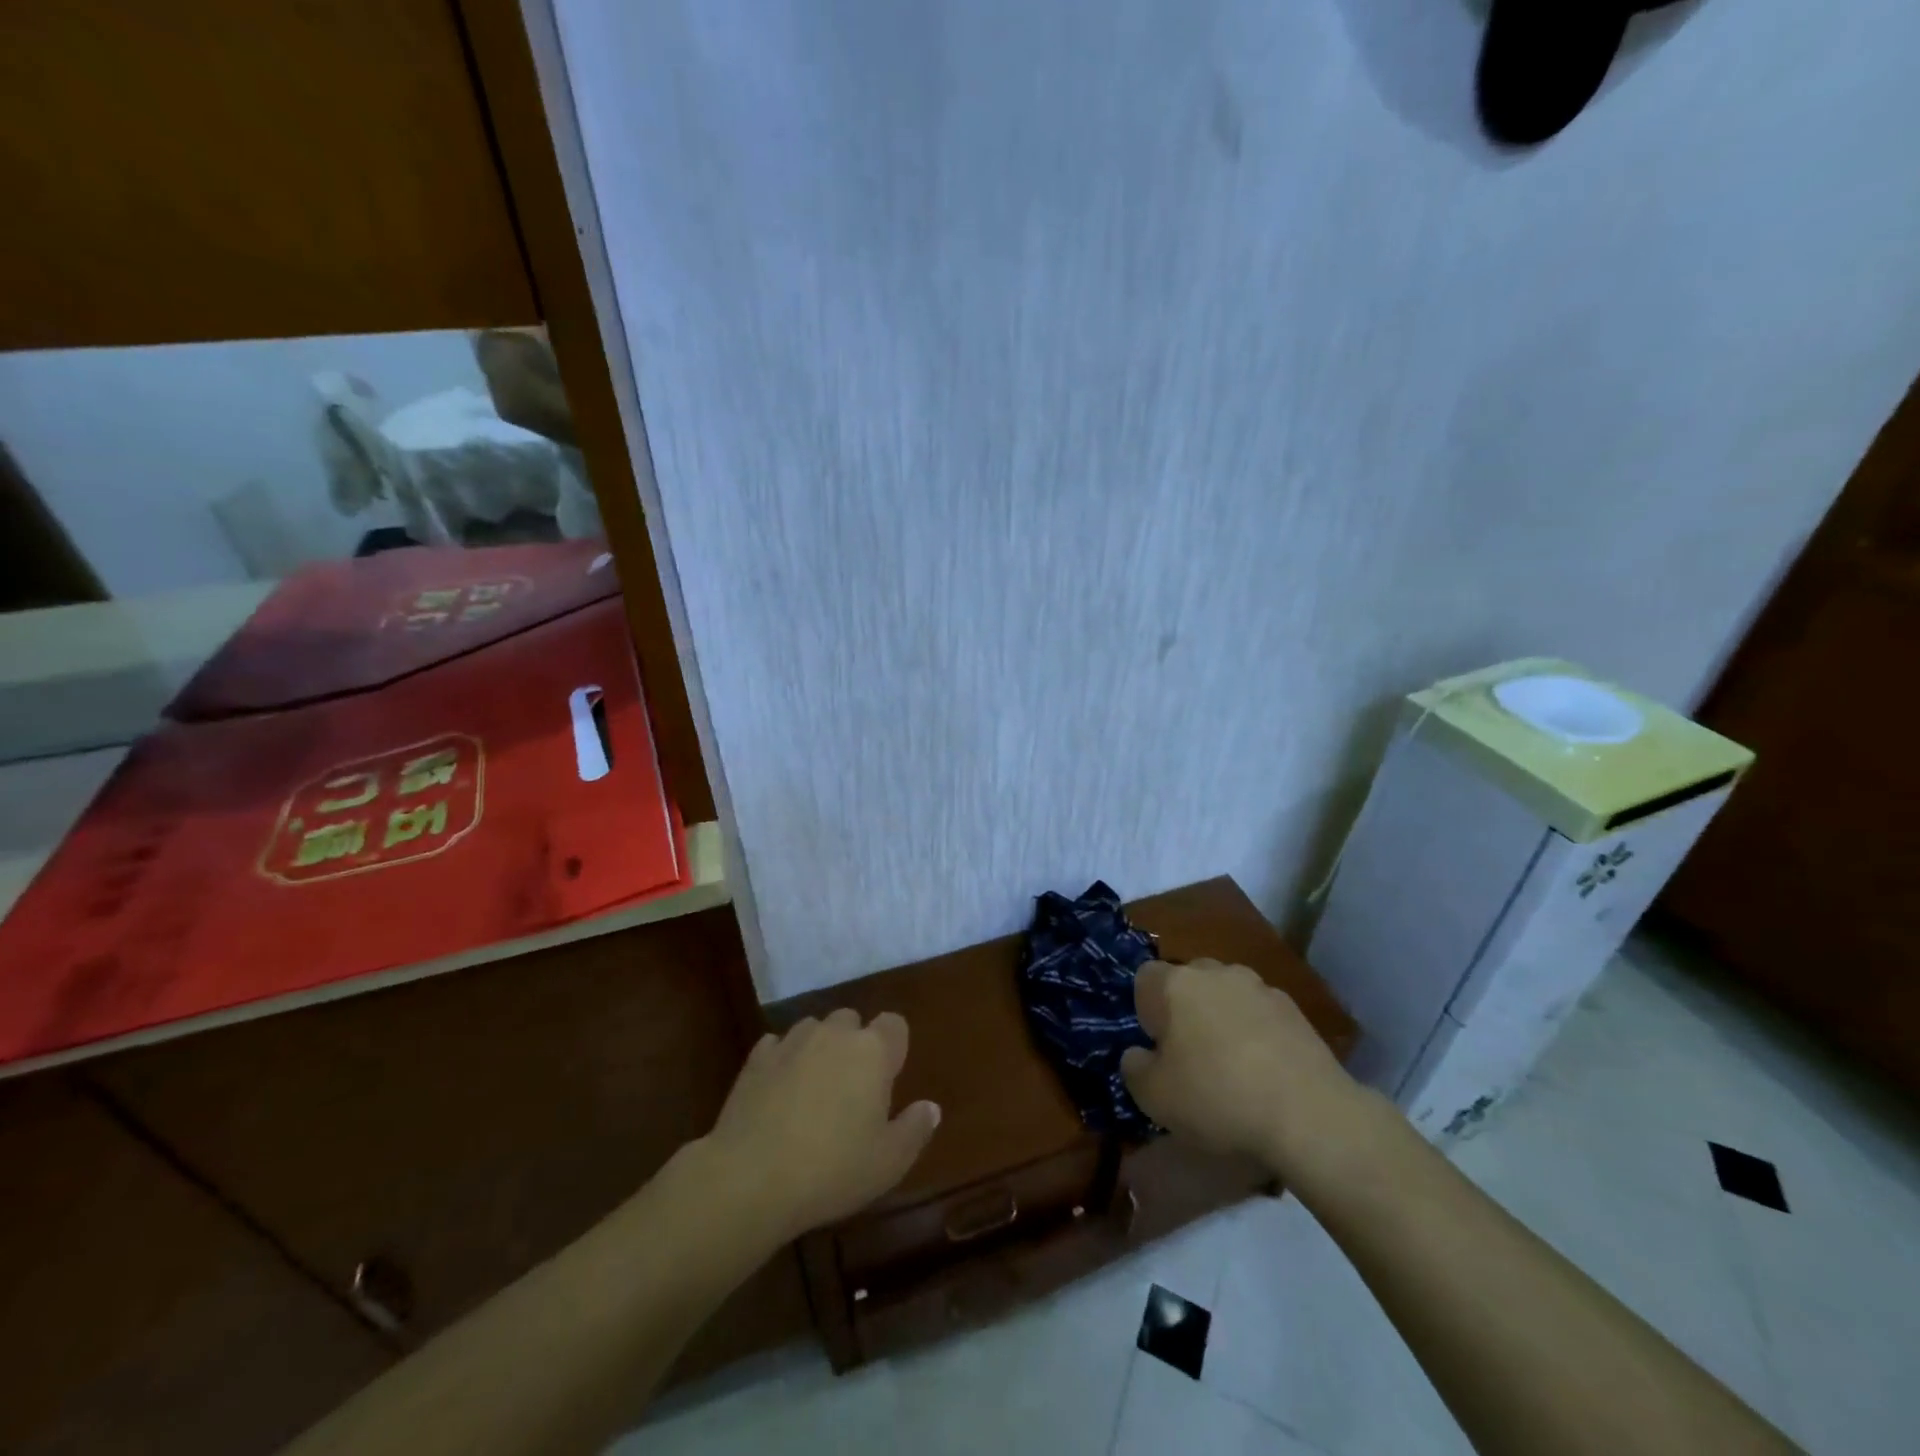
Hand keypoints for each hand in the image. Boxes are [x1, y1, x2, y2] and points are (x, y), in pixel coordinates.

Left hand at [701, 1010, 939, 1245]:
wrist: (750, 1177)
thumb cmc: (832, 1170)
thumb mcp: (888, 1162)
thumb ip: (915, 1129)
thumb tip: (930, 1107)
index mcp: (873, 1051)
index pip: (894, 1024)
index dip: (894, 1046)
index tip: (888, 1078)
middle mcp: (834, 1034)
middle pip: (851, 1021)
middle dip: (854, 1044)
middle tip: (851, 1089)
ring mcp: (792, 1041)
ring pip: (813, 1028)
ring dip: (818, 1048)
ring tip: (813, 1089)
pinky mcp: (756, 1058)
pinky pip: (778, 1046)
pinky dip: (783, 1060)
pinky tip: (779, 1092)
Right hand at [1121, 959, 1358, 1175]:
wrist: (1308, 1114)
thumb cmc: (1217, 1098)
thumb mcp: (1153, 1097)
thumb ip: (1134, 1068)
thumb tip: (1139, 1054)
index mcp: (1174, 984)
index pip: (1145, 978)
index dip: (1146, 1010)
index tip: (1157, 1046)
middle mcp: (1215, 972)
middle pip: (1188, 981)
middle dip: (1185, 1010)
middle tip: (1190, 1056)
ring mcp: (1258, 987)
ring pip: (1226, 995)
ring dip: (1222, 1019)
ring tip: (1232, 1065)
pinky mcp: (1294, 1008)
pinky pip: (1260, 1013)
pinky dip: (1256, 1032)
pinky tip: (1265, 1071)